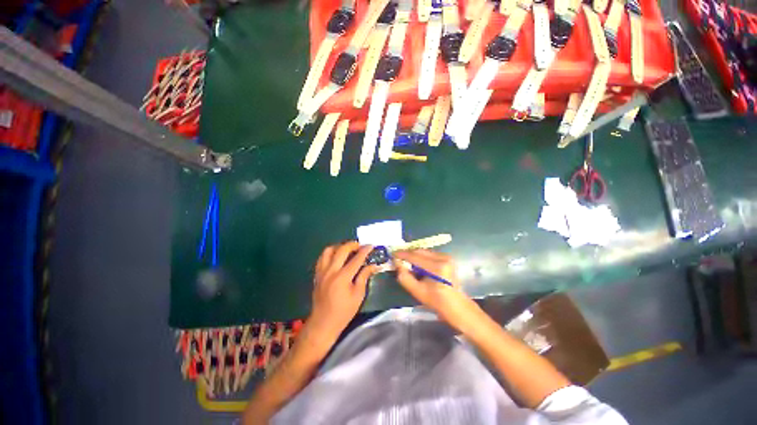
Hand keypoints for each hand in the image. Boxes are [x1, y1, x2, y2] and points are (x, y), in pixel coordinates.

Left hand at [307, 242, 377, 341]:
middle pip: (342, 250)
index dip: (365, 250)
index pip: (356, 259)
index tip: (371, 245)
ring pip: (329, 250)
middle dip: (352, 244)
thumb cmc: (344, 311)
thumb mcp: (358, 295)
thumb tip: (373, 265)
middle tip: (360, 246)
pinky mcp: (317, 274)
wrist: (323, 323)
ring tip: (347, 249)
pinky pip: (322, 258)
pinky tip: (336, 256)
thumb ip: (364, 277)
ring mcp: (322, 271)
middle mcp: (331, 271)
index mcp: (343, 277)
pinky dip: (330, 253)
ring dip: (339, 246)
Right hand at [394, 250, 481, 332]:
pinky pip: (430, 254)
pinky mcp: (448, 258)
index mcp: (437, 267)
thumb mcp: (417, 291)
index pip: (415, 256)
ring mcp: (447, 257)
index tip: (392, 254)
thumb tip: (397, 263)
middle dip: (408, 254)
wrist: (457, 306)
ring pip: (424, 252)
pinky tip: (418, 265)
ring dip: (415, 256)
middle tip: (398, 258)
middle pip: (420, 251)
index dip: (402, 254)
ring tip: (407, 263)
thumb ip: (404, 276)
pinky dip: (422, 258)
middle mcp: (443, 258)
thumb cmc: (437, 302)